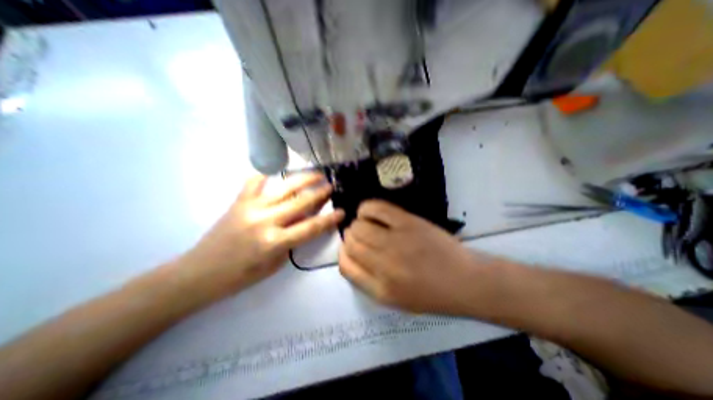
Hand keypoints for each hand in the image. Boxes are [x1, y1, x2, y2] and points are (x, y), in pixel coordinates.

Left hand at [179, 171, 343, 299]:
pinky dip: (267, 175)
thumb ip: (293, 240)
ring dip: (303, 179)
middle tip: (332, 185)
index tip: (342, 211)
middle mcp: (266, 220)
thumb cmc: (242, 275)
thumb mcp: (276, 263)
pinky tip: (276, 172)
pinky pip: (255, 182)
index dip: (330, 219)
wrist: (200, 272)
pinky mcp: (239, 201)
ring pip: (284, 187)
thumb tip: (307, 221)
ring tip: (317, 173)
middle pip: (301, 202)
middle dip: (320, 192)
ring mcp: (251, 207)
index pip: (311, 227)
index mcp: (275, 242)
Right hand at [339, 200, 500, 314]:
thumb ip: (368, 280)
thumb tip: (351, 255)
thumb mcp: (395, 299)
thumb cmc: (431, 293)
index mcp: (379, 289)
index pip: (344, 265)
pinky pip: (375, 208)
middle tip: (362, 236)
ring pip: (358, 225)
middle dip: (351, 238)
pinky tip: (371, 212)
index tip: (350, 249)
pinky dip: (367, 208)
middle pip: (350, 242)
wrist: (465, 281)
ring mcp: (395, 241)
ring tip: (367, 224)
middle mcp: (383, 265)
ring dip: (358, 223)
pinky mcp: (407, 222)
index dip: (344, 253)